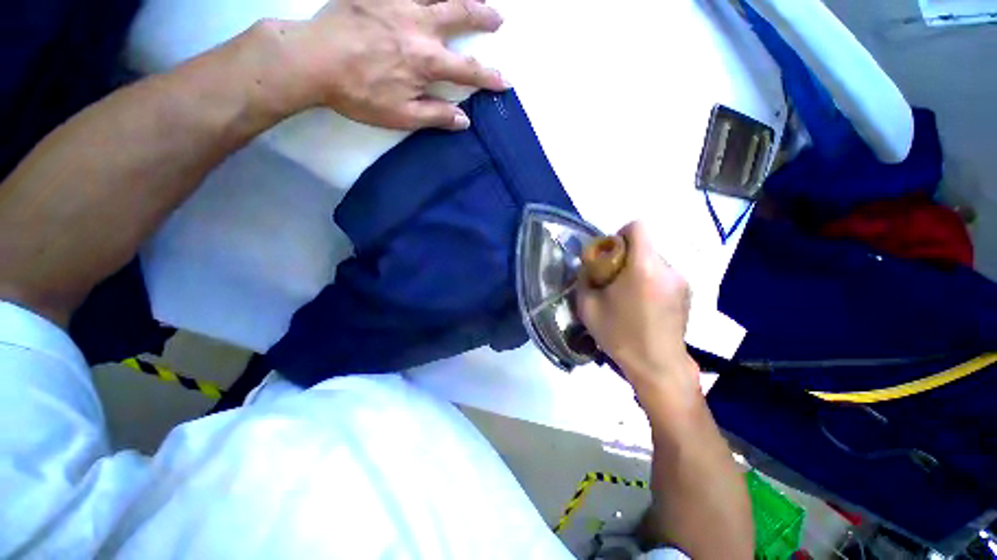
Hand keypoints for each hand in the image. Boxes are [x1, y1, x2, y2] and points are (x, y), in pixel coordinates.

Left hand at [287, 0, 507, 129]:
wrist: (313, 61)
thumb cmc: (360, 94)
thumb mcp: (402, 116)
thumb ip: (436, 115)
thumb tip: (464, 121)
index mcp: (427, 61)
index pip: (469, 70)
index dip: (490, 77)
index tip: (505, 81)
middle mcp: (419, 25)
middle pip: (460, 14)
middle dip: (483, 16)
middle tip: (498, 17)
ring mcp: (397, 2)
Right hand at [577, 222, 697, 396]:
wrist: (657, 365)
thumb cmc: (620, 335)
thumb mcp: (588, 307)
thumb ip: (585, 279)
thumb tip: (588, 265)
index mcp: (643, 267)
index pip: (639, 227)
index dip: (621, 233)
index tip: (610, 254)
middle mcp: (667, 268)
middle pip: (645, 245)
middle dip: (626, 255)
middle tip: (613, 278)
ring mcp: (681, 280)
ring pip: (654, 260)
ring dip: (638, 269)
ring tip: (628, 294)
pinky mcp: (687, 292)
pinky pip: (663, 274)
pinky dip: (650, 280)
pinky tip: (643, 304)